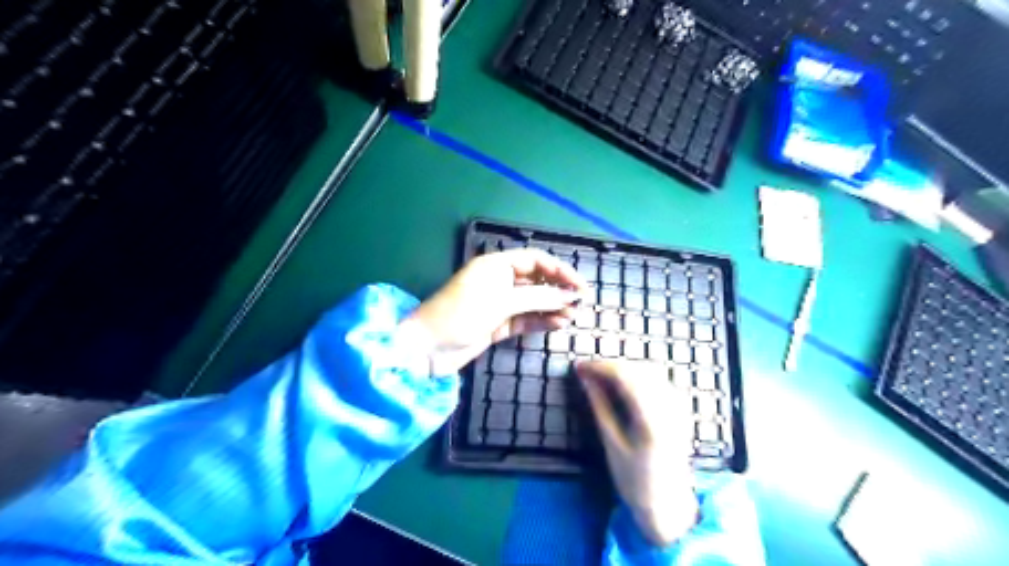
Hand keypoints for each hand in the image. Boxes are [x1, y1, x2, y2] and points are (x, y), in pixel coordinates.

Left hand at [403, 247, 588, 373]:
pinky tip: (558, 324)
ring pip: (532, 302)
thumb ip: (537, 298)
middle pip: (536, 280)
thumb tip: (569, 296)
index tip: (580, 286)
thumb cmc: (460, 314)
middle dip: (558, 289)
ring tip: (572, 315)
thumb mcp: (500, 302)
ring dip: (552, 306)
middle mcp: (499, 281)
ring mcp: (498, 304)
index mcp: (496, 265)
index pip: (535, 260)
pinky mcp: (497, 325)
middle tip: (581, 302)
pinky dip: (541, 321)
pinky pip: (525, 319)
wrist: (426, 349)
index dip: (560, 270)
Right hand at [575, 360, 704, 546]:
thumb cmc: (635, 481)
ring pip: (649, 371)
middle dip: (609, 365)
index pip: (624, 376)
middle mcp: (669, 407)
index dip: (599, 366)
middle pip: (637, 369)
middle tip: (586, 372)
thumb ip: (600, 407)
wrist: (668, 505)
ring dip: (623, 368)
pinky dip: (637, 376)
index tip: (579, 367)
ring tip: (601, 377)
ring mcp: (678, 407)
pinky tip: (623, 384)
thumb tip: (585, 379)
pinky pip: (658, 380)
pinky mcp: (680, 409)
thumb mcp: (611, 445)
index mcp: (650, 419)